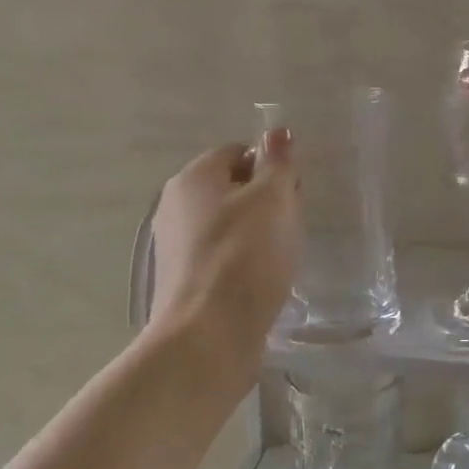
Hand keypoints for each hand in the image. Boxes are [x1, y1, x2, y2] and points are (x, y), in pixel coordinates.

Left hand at [149, 132, 299, 371]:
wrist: (208, 336)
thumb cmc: (245, 256)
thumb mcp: (273, 200)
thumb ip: (278, 163)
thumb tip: (277, 131)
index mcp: (192, 179)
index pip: (238, 153)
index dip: (271, 167)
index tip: (294, 193)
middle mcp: (175, 207)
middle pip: (231, 189)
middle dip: (266, 202)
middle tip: (291, 226)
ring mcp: (175, 247)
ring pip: (228, 225)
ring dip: (257, 235)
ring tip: (280, 258)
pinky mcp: (183, 282)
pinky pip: (221, 257)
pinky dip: (243, 263)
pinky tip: (261, 283)